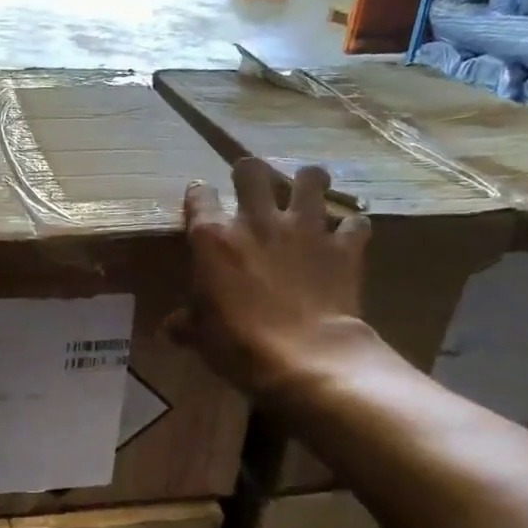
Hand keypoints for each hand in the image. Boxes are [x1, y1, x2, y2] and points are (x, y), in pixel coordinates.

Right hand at [169, 158, 380, 396]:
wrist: (306, 358)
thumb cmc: (239, 345)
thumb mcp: (202, 336)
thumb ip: (188, 323)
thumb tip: (172, 328)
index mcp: (214, 238)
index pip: (200, 196)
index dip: (200, 196)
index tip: (201, 204)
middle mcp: (256, 221)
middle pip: (252, 170)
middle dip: (250, 173)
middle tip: (253, 188)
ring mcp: (304, 229)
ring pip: (310, 178)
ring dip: (309, 183)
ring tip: (306, 193)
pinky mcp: (343, 246)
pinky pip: (355, 223)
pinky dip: (351, 229)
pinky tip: (346, 238)